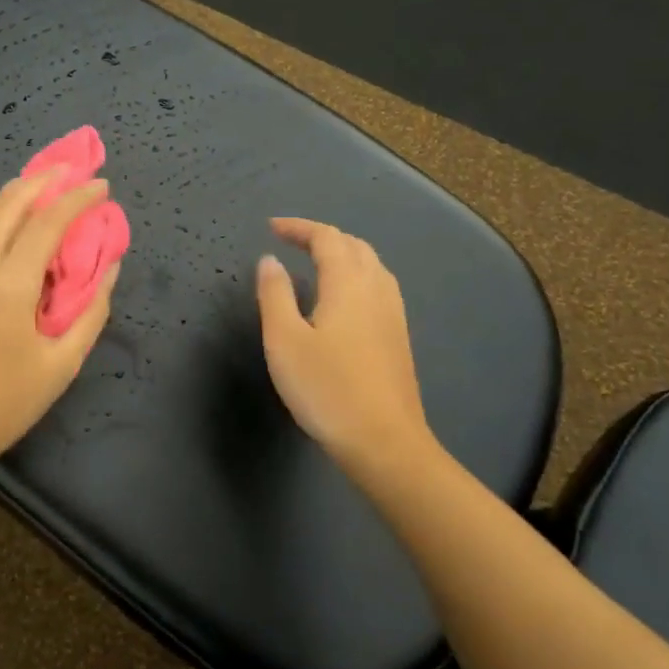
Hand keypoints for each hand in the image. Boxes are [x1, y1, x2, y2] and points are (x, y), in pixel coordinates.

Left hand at [0, 170, 120, 481]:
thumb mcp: (60, 365)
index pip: (46, 223)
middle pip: (6, 205)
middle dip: (39, 180)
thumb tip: (108, 270)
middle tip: (69, 169)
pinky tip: (14, 225)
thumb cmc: (4, 404)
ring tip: (43, 185)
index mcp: (8, 285)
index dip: (76, 199)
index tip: (101, 185)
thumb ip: (90, 313)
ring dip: (15, 194)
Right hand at [256, 218, 441, 487]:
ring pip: (371, 265)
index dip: (299, 227)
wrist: (384, 441)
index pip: (326, 238)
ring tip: (316, 262)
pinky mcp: (399, 336)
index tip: (272, 227)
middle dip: (322, 236)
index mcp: (348, 283)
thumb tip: (270, 260)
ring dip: (342, 253)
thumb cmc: (326, 388)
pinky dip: (356, 275)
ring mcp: (393, 313)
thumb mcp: (284, 340)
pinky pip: (378, 286)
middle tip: (291, 241)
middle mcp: (377, 289)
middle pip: (354, 246)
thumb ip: (275, 295)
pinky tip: (343, 298)